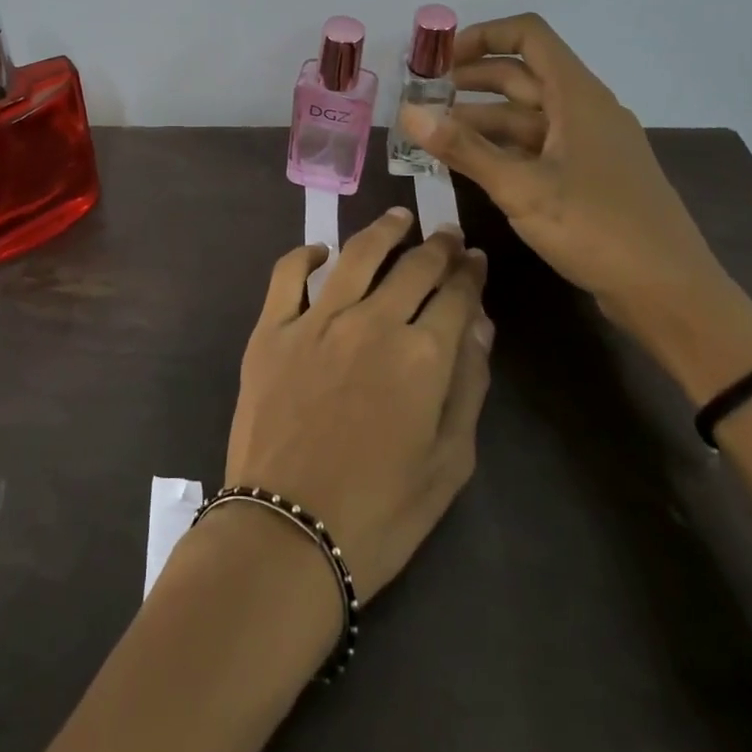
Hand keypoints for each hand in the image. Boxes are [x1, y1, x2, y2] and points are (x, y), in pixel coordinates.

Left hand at [224, 209, 492, 604]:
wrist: (289, 533)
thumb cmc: (381, 511)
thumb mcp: (449, 462)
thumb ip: (468, 385)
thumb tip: (479, 322)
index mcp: (423, 355)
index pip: (456, 295)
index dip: (470, 273)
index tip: (475, 258)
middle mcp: (372, 321)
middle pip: (413, 266)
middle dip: (436, 245)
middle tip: (445, 234)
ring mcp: (316, 319)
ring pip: (356, 254)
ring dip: (382, 230)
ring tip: (398, 218)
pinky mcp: (272, 328)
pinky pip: (287, 273)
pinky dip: (304, 254)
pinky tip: (319, 251)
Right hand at [396, 12, 729, 337]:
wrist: (670, 294)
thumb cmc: (597, 229)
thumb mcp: (521, 188)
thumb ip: (462, 148)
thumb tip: (408, 113)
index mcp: (577, 96)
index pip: (528, 35)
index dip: (482, 36)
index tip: (440, 60)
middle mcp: (585, 109)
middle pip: (522, 74)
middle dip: (470, 80)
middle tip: (423, 98)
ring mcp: (589, 144)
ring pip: (527, 114)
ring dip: (481, 118)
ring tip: (435, 133)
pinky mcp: (589, 175)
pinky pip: (538, 145)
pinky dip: (502, 147)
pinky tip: (471, 164)